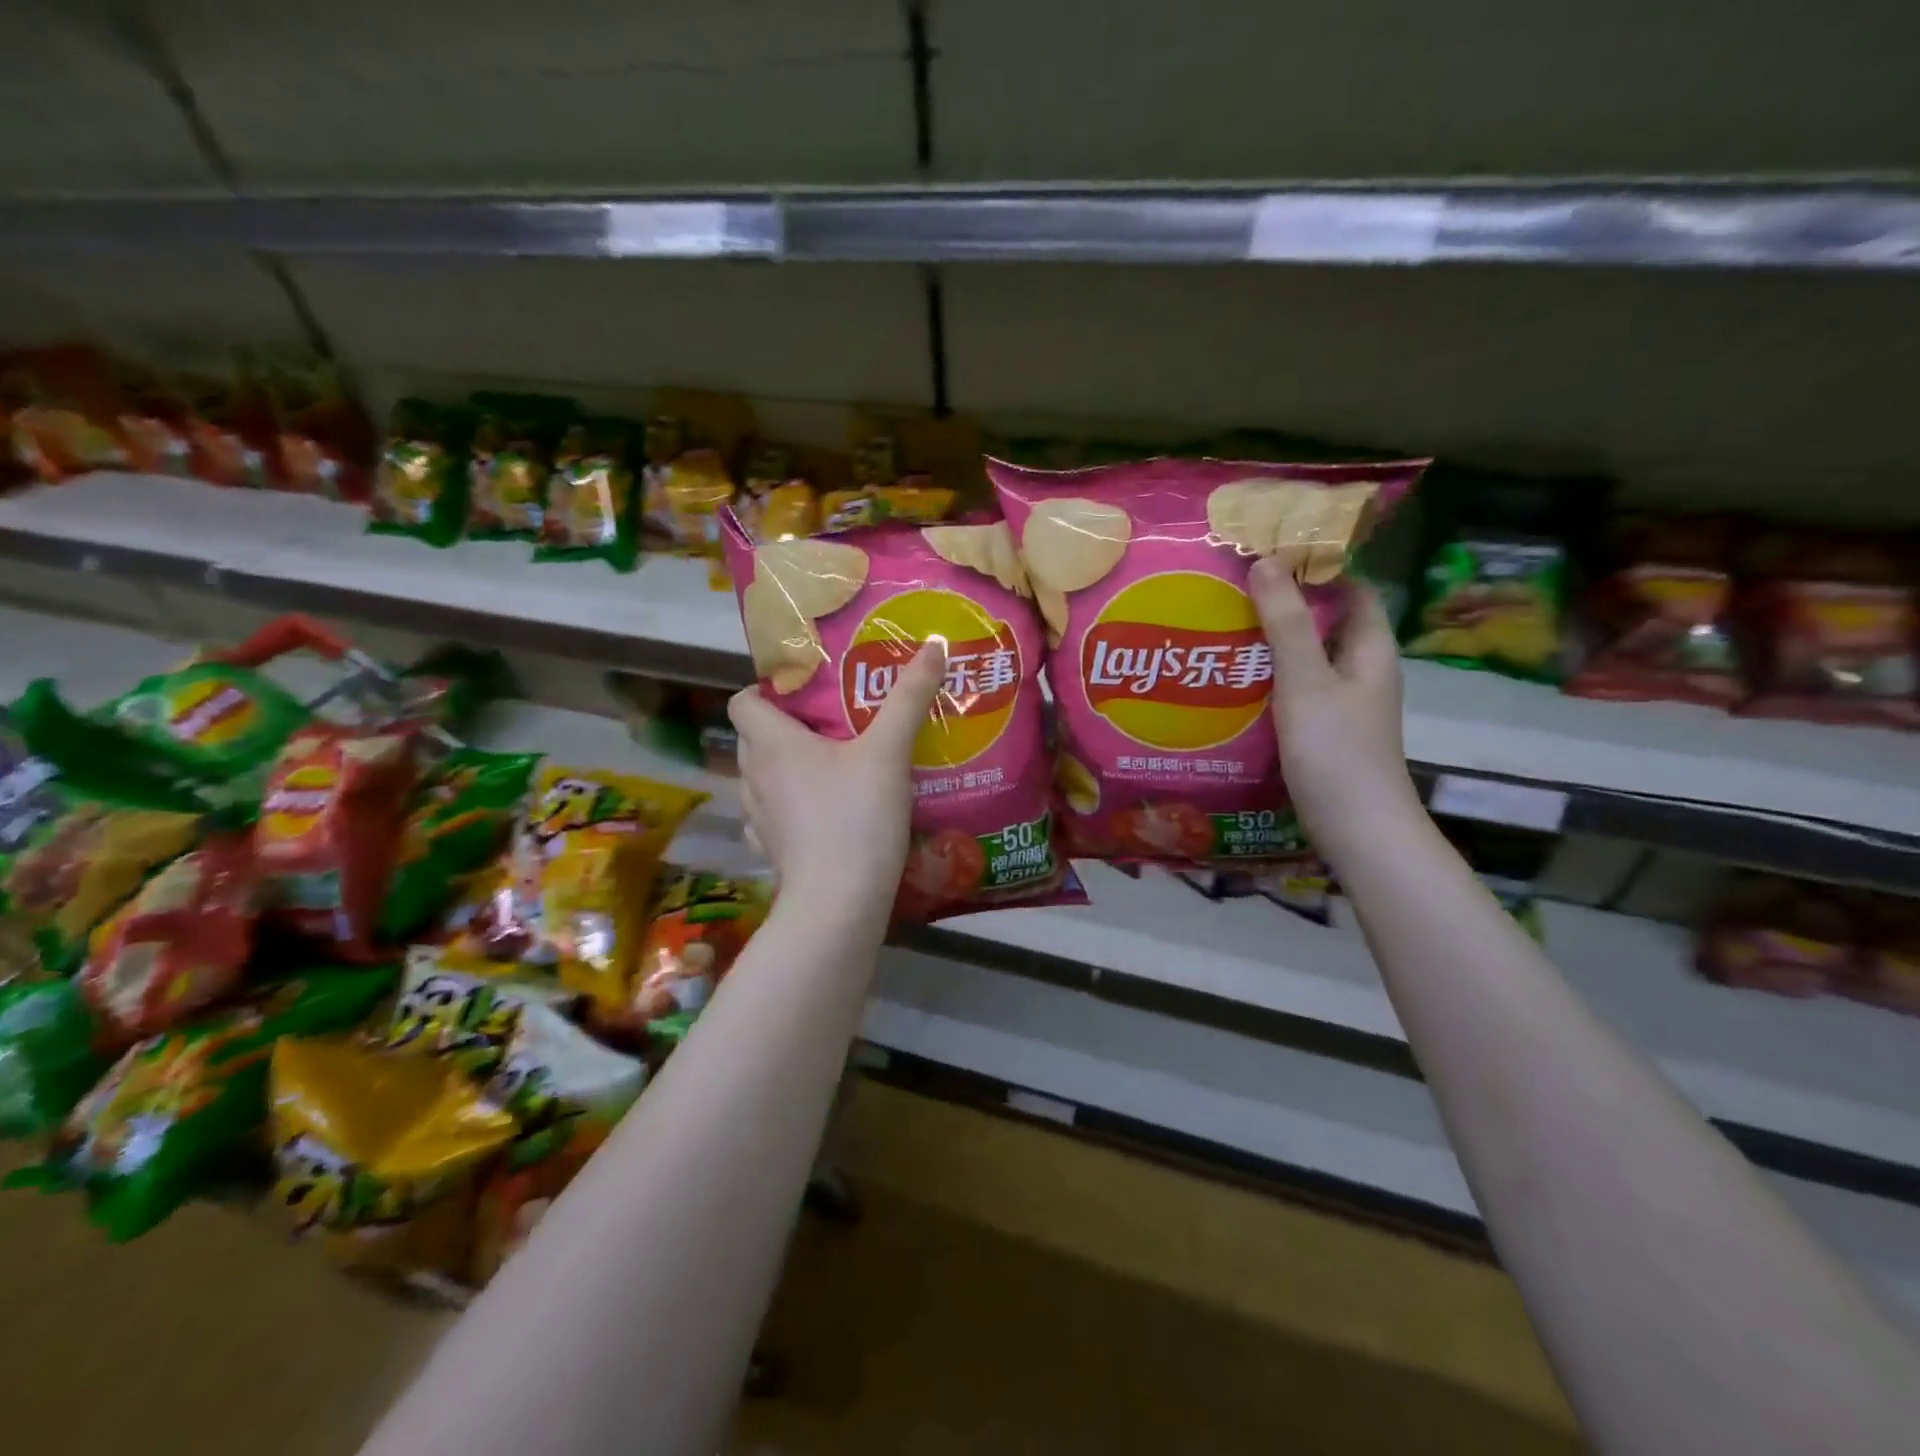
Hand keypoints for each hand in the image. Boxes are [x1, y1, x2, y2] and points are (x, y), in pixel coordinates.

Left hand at [727, 642, 946, 917]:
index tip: (805, 693)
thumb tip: (934, 644)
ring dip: (784, 768)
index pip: (742, 701)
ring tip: (828, 767)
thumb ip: (910, 697)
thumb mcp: (889, 751)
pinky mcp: (771, 851)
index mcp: (772, 742)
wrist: (839, 902)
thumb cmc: (856, 817)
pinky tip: (821, 812)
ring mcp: (758, 818)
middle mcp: (754, 775)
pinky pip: (769, 817)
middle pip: (753, 737)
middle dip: (784, 726)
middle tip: (830, 724)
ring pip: (760, 777)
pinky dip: (787, 809)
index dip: (766, 690)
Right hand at [1248, 557, 1422, 857]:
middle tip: (1232, 588)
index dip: (1317, 566)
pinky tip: (1231, 679)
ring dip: (1270, 641)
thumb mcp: (1306, 680)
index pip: (1350, 589)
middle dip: (1283, 603)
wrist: (1356, 827)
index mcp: (1370, 648)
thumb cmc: (1336, 749)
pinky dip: (1267, 677)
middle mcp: (1360, 669)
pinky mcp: (1322, 729)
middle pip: (1323, 621)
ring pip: (1305, 657)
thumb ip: (1285, 623)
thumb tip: (1265, 561)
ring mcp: (1342, 702)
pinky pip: (1294, 688)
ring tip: (1222, 626)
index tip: (1269, 551)